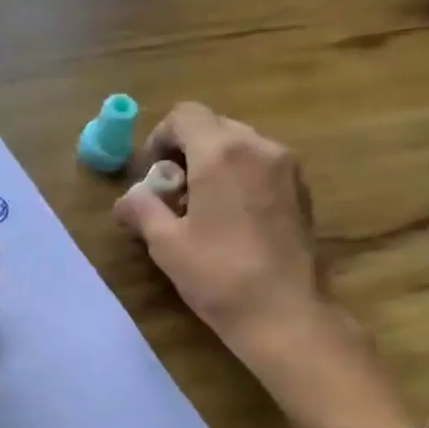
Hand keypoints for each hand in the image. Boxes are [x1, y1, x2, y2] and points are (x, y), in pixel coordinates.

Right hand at [114, 103, 328, 358]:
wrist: (283, 312)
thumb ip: (141, 209)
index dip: (160, 137)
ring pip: (241, 145)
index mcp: (221, 153)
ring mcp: (286, 167)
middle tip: (172, 193)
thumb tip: (126, 199)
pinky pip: (262, 166)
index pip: (185, 115)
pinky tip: (231, 218)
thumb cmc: (218, 275)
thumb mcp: (166, 244)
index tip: (152, 173)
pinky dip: (240, 177)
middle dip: (187, 151)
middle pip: (214, 127)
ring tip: (201, 207)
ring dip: (214, 164)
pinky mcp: (301, 190)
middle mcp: (259, 147)